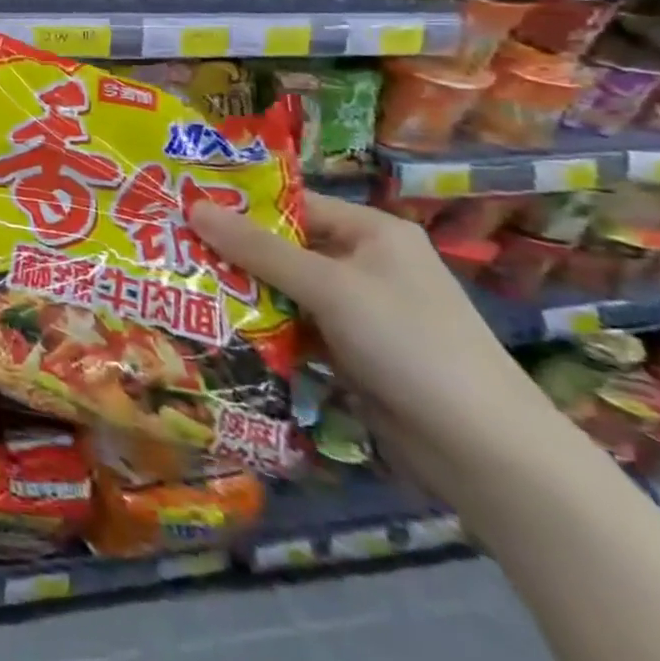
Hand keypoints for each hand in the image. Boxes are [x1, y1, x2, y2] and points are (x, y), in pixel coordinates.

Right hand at [190, 191, 561, 495]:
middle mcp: (364, 263)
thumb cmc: (411, 345)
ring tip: (182, 284)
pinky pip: (295, 327)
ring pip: (285, 289)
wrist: (489, 456)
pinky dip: (264, 328)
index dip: (238, 204)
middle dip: (232, 251)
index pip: (291, 204)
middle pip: (283, 247)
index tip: (182, 207)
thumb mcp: (329, 288)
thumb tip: (191, 207)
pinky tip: (217, 327)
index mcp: (371, 232)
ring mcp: (359, 311)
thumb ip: (258, 249)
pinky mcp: (352, 352)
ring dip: (243, 292)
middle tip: (170, 246)